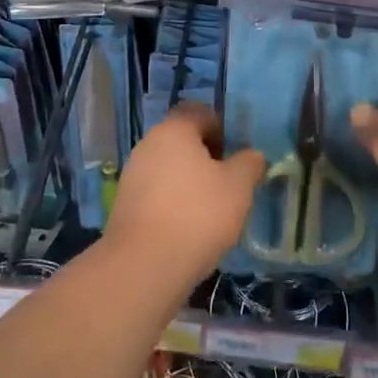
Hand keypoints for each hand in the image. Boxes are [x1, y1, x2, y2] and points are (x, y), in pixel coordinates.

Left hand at [104, 103, 264, 286]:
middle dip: (205, 157)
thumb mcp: (238, 187)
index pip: (198, 112)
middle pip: (181, 140)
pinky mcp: (124, 205)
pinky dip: (173, 202)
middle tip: (228, 183)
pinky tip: (188, 228)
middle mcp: (148, 144)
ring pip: (168, 168)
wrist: (144, 264)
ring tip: (211, 210)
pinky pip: (156, 193)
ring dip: (188, 182)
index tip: (236, 154)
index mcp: (174, 130)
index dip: (221, 127)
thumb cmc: (198, 214)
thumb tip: (252, 155)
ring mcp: (132, 174)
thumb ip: (249, 164)